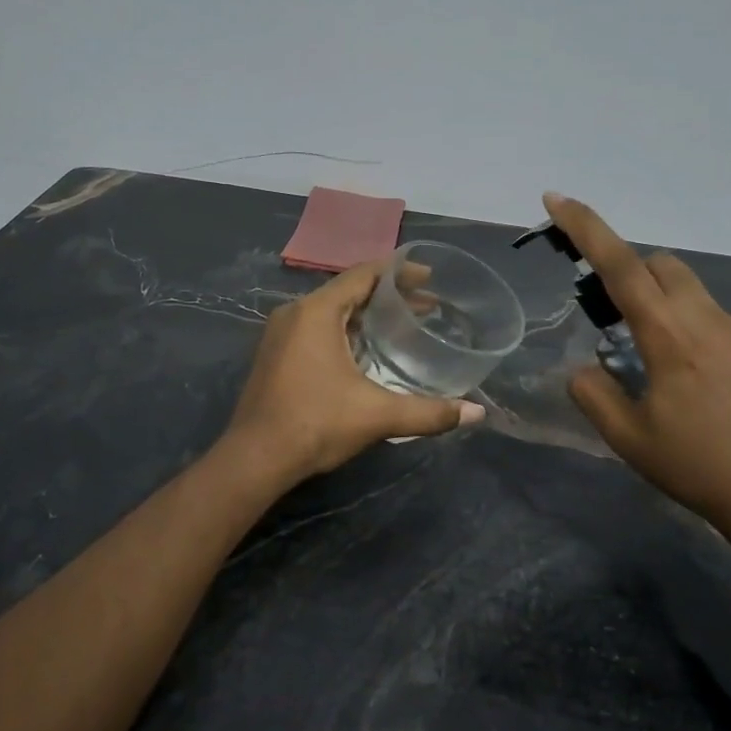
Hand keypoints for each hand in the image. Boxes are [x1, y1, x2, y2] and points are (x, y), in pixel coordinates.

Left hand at [224, 260, 485, 484]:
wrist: (255, 458)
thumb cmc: (315, 424)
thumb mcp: (378, 415)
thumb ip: (429, 412)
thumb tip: (475, 414)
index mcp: (317, 312)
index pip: (364, 275)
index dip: (399, 272)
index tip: (430, 277)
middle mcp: (295, 313)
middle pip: (349, 290)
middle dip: (389, 295)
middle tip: (427, 305)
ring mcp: (280, 333)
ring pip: (331, 310)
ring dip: (366, 313)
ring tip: (402, 324)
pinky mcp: (275, 354)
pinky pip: (317, 327)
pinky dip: (346, 328)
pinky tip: (366, 350)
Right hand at [543, 193, 730, 560]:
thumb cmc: (699, 469)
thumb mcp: (629, 439)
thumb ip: (593, 394)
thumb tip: (583, 368)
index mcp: (669, 336)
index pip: (620, 265)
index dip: (585, 227)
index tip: (556, 198)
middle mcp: (708, 319)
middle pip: (660, 264)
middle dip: (628, 272)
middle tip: (611, 316)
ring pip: (692, 291)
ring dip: (662, 303)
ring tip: (657, 361)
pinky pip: (718, 321)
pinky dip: (694, 331)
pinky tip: (702, 385)